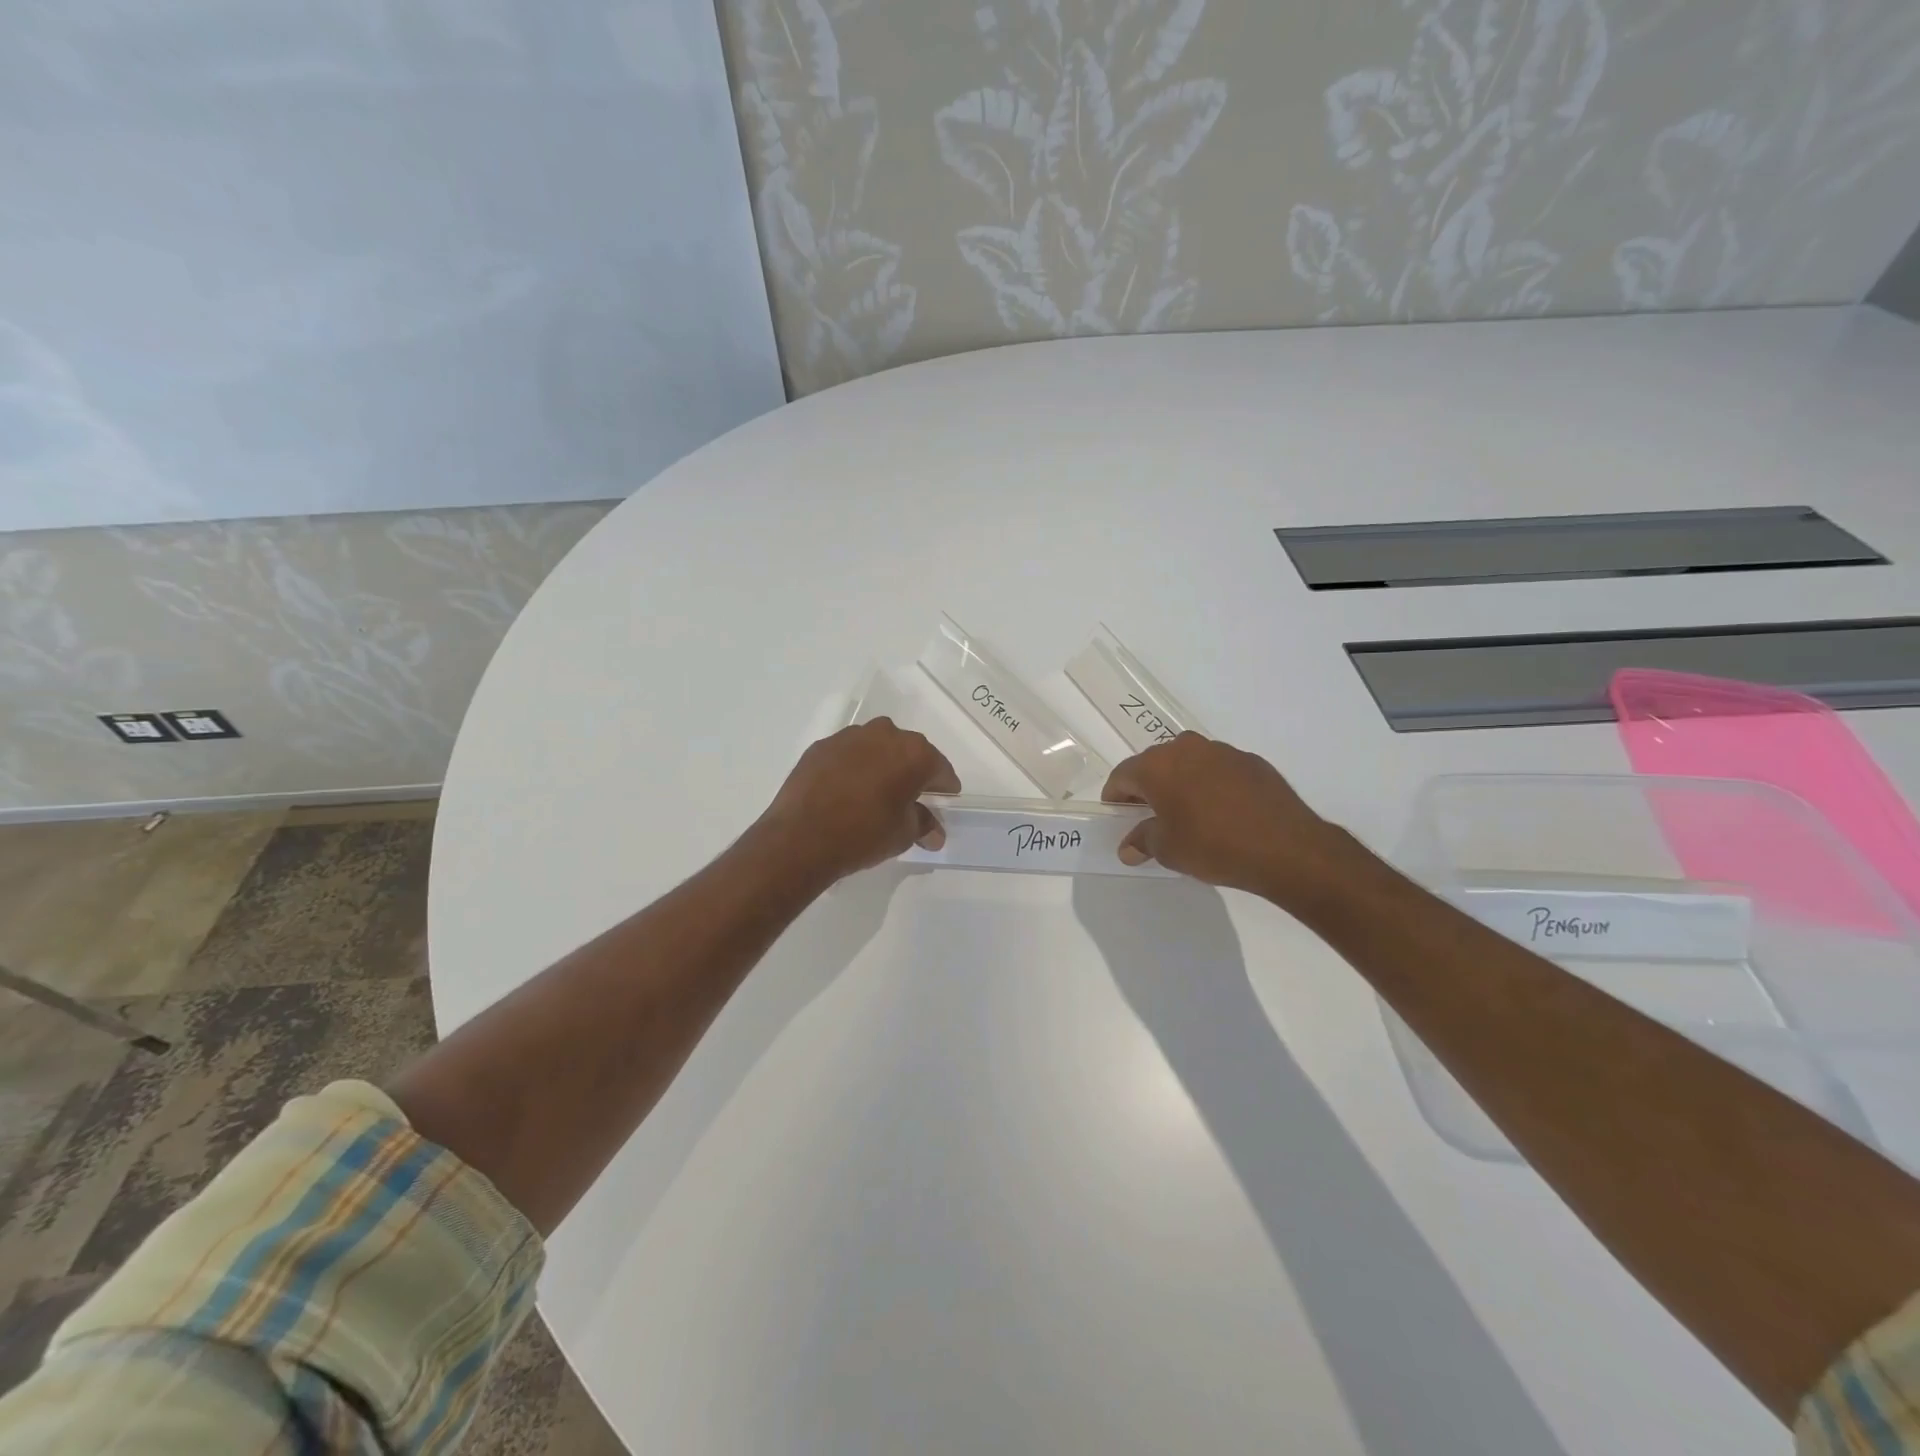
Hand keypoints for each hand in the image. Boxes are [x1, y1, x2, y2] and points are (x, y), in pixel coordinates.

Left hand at [753, 718, 960, 883]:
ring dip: (882, 764)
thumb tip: (934, 832)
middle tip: (910, 797)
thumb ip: (923, 824)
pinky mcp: (822, 746)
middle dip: (913, 772)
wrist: (800, 837)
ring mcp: (850, 736)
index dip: (944, 787)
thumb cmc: (863, 834)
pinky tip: (847, 790)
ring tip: (876, 792)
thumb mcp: (903, 834)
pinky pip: (848, 753)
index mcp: (914, 753)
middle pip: (909, 751)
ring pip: (877, 747)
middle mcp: (885, 734)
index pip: (940, 768)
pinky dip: (853, 766)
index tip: (944, 800)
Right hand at [1101, 732, 1361, 905]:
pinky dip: (1211, 785)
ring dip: (1181, 783)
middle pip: (1155, 764)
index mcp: (1157, 766)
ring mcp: (1222, 751)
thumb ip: (1143, 841)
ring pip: (1188, 763)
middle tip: (1150, 816)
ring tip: (1189, 814)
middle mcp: (1186, 748)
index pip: (1122, 775)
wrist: (1286, 848)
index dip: (1116, 797)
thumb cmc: (1213, 846)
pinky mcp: (1251, 761)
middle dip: (1148, 787)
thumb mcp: (1169, 850)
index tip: (1118, 816)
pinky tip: (1222, 812)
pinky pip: (1218, 770)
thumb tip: (1129, 846)